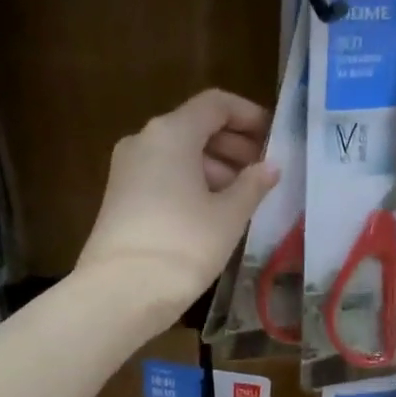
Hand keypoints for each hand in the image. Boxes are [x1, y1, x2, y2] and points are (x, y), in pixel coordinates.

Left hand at [77, 89, 278, 316]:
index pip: (215, 105)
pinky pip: (163, 174)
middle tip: (263, 169)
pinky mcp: (121, 196)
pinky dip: (191, 181)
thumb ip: (253, 185)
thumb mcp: (229, 215)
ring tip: (243, 195)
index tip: (273, 137)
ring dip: (214, 165)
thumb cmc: (184, 245)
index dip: (248, 115)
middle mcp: (144, 141)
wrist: (122, 291)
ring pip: (178, 152)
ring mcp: (128, 168)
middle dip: (232, 144)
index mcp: (172, 133)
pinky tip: (213, 210)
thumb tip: (271, 166)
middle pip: (195, 127)